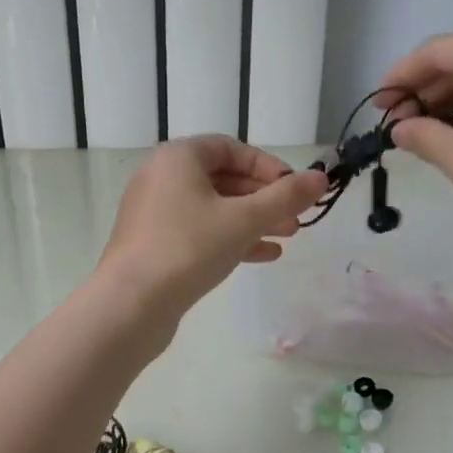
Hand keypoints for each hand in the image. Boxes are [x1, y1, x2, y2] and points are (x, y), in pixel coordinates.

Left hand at [96, 136, 327, 326]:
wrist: (131, 304)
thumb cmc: (189, 248)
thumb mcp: (244, 220)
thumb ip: (285, 197)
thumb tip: (321, 178)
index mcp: (178, 158)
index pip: (230, 148)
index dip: (268, 165)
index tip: (296, 188)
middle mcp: (162, 178)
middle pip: (223, 179)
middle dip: (264, 198)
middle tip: (297, 218)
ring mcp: (155, 214)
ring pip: (213, 209)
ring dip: (252, 220)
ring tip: (287, 237)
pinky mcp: (154, 245)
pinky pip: (199, 233)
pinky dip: (230, 239)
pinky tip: (263, 255)